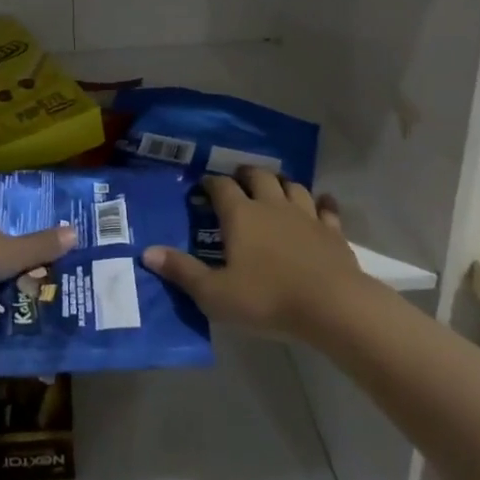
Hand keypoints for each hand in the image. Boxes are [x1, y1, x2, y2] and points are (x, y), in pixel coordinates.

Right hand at [143, 168, 365, 340]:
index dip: (210, 183)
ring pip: (292, 186)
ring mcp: (305, 216)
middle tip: (239, 178)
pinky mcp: (332, 231)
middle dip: (246, 174)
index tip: (203, 185)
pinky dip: (323, 203)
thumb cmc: (267, 298)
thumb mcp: (215, 294)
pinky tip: (323, 202)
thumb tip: (147, 252)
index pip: (221, 187)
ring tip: (275, 186)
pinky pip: (327, 209)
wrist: (332, 306)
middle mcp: (271, 205)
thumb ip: (182, 272)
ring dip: (282, 183)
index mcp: (241, 215)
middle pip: (259, 176)